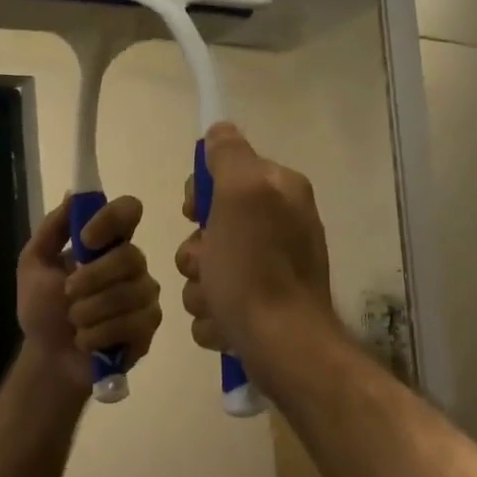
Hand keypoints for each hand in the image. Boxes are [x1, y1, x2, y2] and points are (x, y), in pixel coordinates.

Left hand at [18, 195, 162, 386]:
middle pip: (129, 257)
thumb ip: (52, 229)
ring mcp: (144, 296)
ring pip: (128, 294)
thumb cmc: (42, 310)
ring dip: (89, 312)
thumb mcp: (34, 265)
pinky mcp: (148, 327)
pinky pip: (131, 324)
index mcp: (107, 244)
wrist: (48, 358)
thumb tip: (74, 194)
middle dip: (91, 279)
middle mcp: (132, 265)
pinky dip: (98, 335)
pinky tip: (87, 341)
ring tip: (75, 324)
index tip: (86, 238)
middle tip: (68, 295)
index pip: (129, 211)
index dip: (111, 219)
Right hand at [175, 123, 336, 378]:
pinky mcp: (259, 310)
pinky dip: (215, 318)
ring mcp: (269, 272)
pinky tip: (227, 326)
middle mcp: (279, 228)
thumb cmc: (257, 270)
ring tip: (219, 304)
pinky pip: (216, 305)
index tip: (194, 215)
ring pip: (206, 270)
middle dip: (196, 254)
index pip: (224, 175)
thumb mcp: (241, 196)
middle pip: (208, 229)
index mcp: (279, 194)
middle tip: (210, 267)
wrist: (282, 346)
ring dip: (201, 290)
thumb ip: (230, 156)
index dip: (200, 196)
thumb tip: (220, 130)